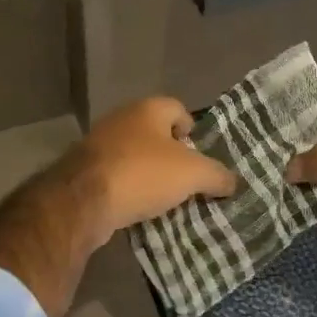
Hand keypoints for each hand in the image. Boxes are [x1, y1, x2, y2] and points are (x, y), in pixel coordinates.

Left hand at [69, 97, 237, 242]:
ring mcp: (99, 144)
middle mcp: (122, 119)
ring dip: (150, 174)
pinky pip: (117, 176)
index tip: (200, 156)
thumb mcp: (192, 174)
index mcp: (148, 109)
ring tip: (167, 199)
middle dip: (172, 156)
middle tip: (187, 181)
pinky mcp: (84, 170)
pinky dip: (130, 189)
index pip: (178, 109)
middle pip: (155, 133)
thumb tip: (233, 182)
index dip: (192, 130)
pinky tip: (139, 208)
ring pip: (135, 156)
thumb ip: (217, 175)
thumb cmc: (143, 173)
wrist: (83, 200)